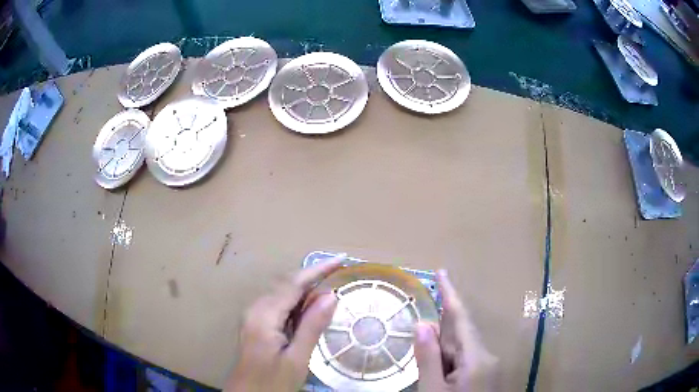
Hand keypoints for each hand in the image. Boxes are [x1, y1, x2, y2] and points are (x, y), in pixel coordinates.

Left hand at [224, 257, 343, 391]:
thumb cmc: (272, 382)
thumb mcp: (297, 359)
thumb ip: (312, 326)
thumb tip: (331, 296)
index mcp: (264, 316)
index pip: (293, 284)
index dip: (317, 269)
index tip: (340, 260)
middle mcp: (256, 309)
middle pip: (287, 285)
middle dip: (313, 278)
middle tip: (339, 273)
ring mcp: (253, 316)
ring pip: (283, 295)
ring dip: (306, 291)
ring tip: (329, 290)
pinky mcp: (256, 324)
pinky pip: (279, 306)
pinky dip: (297, 304)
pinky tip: (310, 310)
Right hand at [414, 270, 497, 391]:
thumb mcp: (433, 389)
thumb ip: (428, 358)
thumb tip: (422, 325)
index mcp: (476, 358)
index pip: (461, 320)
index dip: (450, 295)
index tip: (441, 272)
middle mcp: (486, 357)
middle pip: (460, 336)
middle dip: (439, 333)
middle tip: (419, 333)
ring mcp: (487, 366)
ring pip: (460, 349)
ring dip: (441, 352)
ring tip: (428, 367)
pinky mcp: (484, 375)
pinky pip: (463, 360)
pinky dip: (447, 362)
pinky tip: (437, 373)